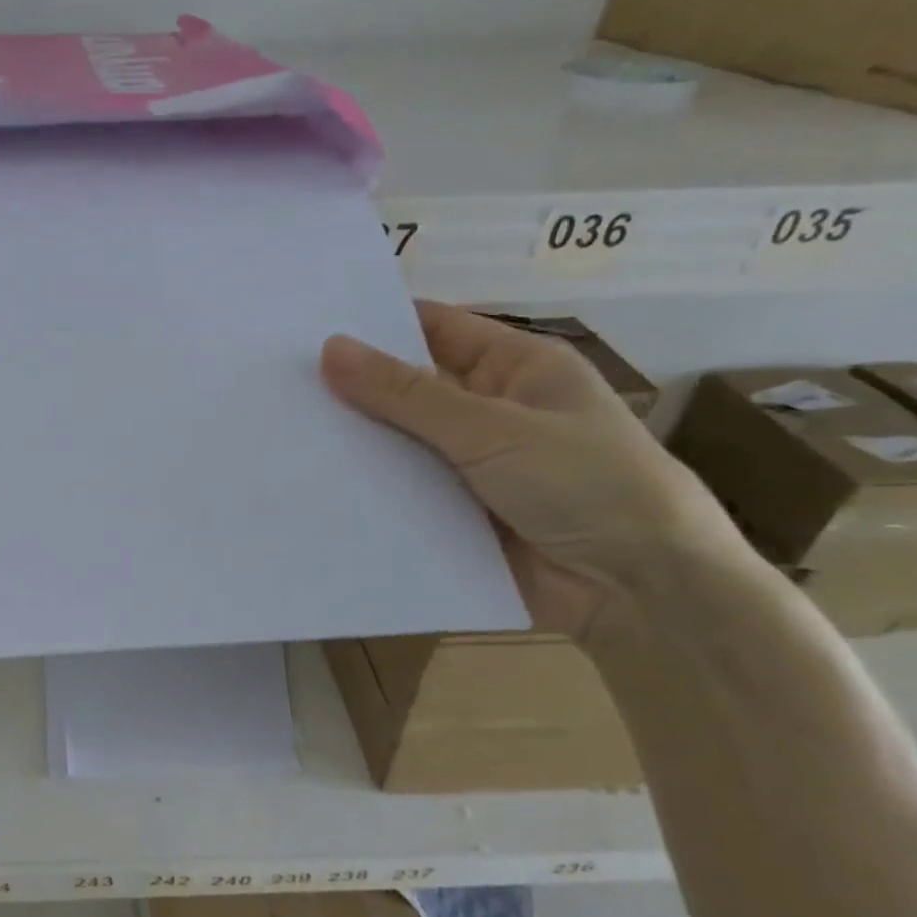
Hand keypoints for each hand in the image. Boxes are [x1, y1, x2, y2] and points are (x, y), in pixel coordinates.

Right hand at [321, 301, 733, 637]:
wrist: (638, 592)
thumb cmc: (584, 484)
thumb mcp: (492, 429)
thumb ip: (406, 395)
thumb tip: (329, 349)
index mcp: (514, 369)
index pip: (434, 330)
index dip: (377, 325)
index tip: (307, 327)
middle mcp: (488, 412)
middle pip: (408, 390)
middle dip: (353, 389)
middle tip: (278, 382)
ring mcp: (469, 467)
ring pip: (399, 445)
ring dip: (354, 444)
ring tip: (281, 431)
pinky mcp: (453, 515)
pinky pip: (400, 494)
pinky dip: (366, 491)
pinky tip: (312, 486)